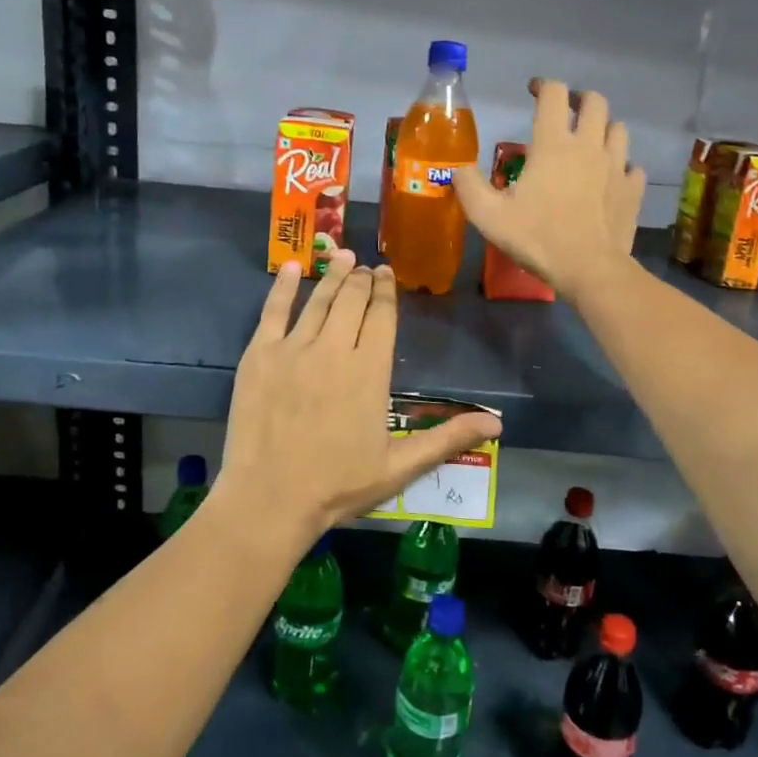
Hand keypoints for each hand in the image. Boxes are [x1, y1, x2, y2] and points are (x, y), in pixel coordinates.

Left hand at [216, 252, 501, 549]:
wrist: (269, 500)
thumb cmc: (337, 486)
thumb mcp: (400, 467)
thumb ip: (447, 438)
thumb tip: (498, 423)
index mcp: (369, 372)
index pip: (382, 317)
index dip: (386, 292)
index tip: (387, 274)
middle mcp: (334, 350)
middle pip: (352, 301)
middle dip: (362, 280)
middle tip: (366, 267)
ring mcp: (293, 350)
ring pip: (318, 301)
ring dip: (333, 276)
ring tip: (343, 256)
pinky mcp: (260, 356)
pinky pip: (273, 312)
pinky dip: (285, 288)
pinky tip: (295, 268)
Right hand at [456, 79, 646, 301]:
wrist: (589, 269)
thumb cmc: (537, 238)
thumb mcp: (488, 216)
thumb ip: (468, 187)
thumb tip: (458, 169)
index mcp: (553, 145)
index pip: (554, 94)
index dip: (543, 85)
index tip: (533, 91)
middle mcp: (588, 146)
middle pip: (596, 101)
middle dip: (580, 99)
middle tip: (566, 111)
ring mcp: (616, 166)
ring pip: (619, 129)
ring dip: (604, 129)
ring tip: (590, 143)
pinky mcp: (632, 189)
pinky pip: (632, 166)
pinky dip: (622, 166)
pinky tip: (611, 178)